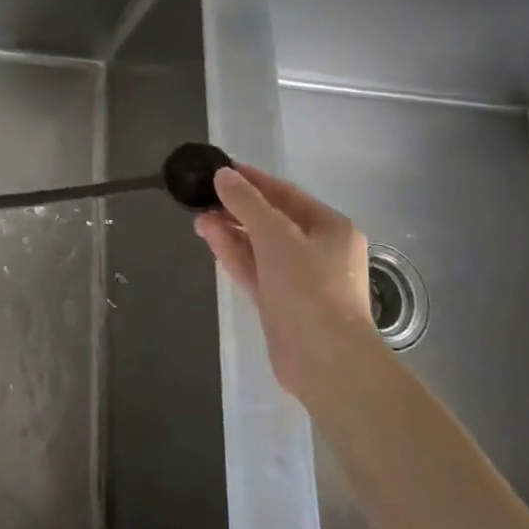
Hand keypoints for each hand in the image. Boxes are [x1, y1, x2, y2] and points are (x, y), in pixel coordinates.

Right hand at [195, 164, 375, 401]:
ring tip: (198, 215)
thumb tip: (223, 174)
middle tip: (204, 196)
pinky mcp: (282, 304)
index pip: (287, 194)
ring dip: (231, 230)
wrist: (324, 360)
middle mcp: (320, 250)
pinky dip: (234, 253)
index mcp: (331, 228)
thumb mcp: (274, 234)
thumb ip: (246, 201)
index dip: (253, 180)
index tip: (221, 169)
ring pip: (260, 246)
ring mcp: (300, 280)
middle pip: (273, 220)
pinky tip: (209, 236)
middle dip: (238, 207)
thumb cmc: (307, 286)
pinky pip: (255, 269)